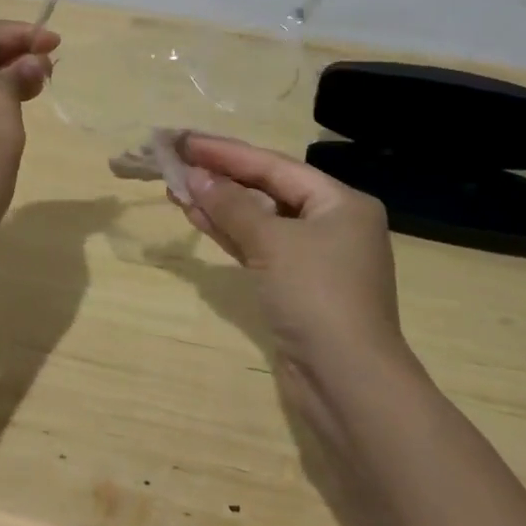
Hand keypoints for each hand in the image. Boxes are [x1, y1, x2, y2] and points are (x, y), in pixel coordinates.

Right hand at [173, 133, 409, 394]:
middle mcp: (332, 223)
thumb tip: (195, 176)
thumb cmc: (317, 297)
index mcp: (341, 202)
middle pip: (267, 189)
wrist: (348, 385)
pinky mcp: (296, 287)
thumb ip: (232, 205)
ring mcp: (314, 258)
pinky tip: (197, 217)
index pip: (275, 165)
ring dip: (219, 205)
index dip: (227, 152)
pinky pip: (258, 247)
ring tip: (177, 187)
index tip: (186, 140)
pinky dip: (230, 233)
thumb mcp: (272, 242)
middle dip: (222, 177)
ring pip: (259, 220)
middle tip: (178, 161)